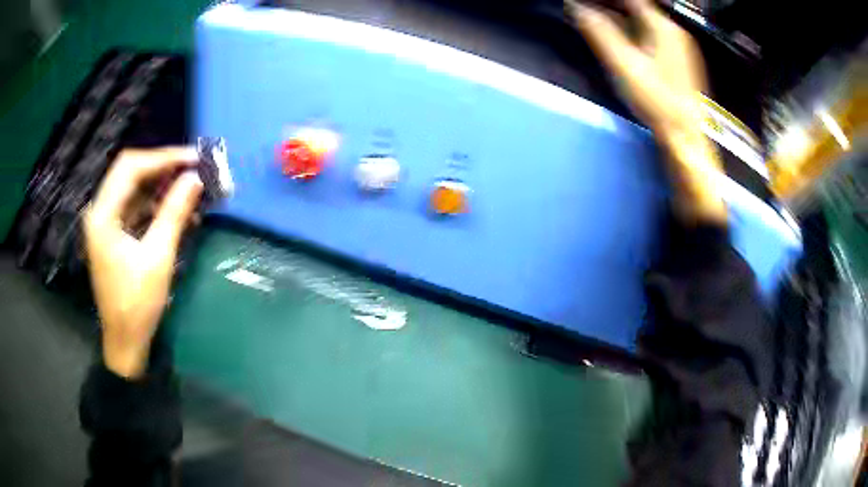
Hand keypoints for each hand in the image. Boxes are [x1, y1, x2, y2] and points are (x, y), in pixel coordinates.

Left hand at [84, 148, 202, 378]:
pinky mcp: (115, 235)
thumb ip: (173, 213)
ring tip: (191, 188)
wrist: (125, 342)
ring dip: (162, 186)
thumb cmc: (137, 304)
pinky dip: (157, 206)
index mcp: (103, 215)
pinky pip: (136, 209)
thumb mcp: (158, 258)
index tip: (193, 158)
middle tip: (194, 167)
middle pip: (131, 173)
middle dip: (163, 167)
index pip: (131, 167)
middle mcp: (100, 211)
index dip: (163, 158)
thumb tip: (195, 178)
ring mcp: (106, 223)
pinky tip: (179, 211)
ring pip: (135, 189)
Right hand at [567, 0, 706, 139]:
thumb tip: (575, 7)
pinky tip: (619, 37)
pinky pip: (650, 35)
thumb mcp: (623, 63)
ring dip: (619, 17)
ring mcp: (678, 46)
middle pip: (637, 7)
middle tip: (586, 10)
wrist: (685, 136)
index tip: (585, 4)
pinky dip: (631, 30)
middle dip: (610, 6)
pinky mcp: (678, 60)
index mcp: (662, 26)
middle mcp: (673, 31)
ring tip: (595, 19)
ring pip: (643, 21)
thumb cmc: (656, 100)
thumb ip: (599, 31)